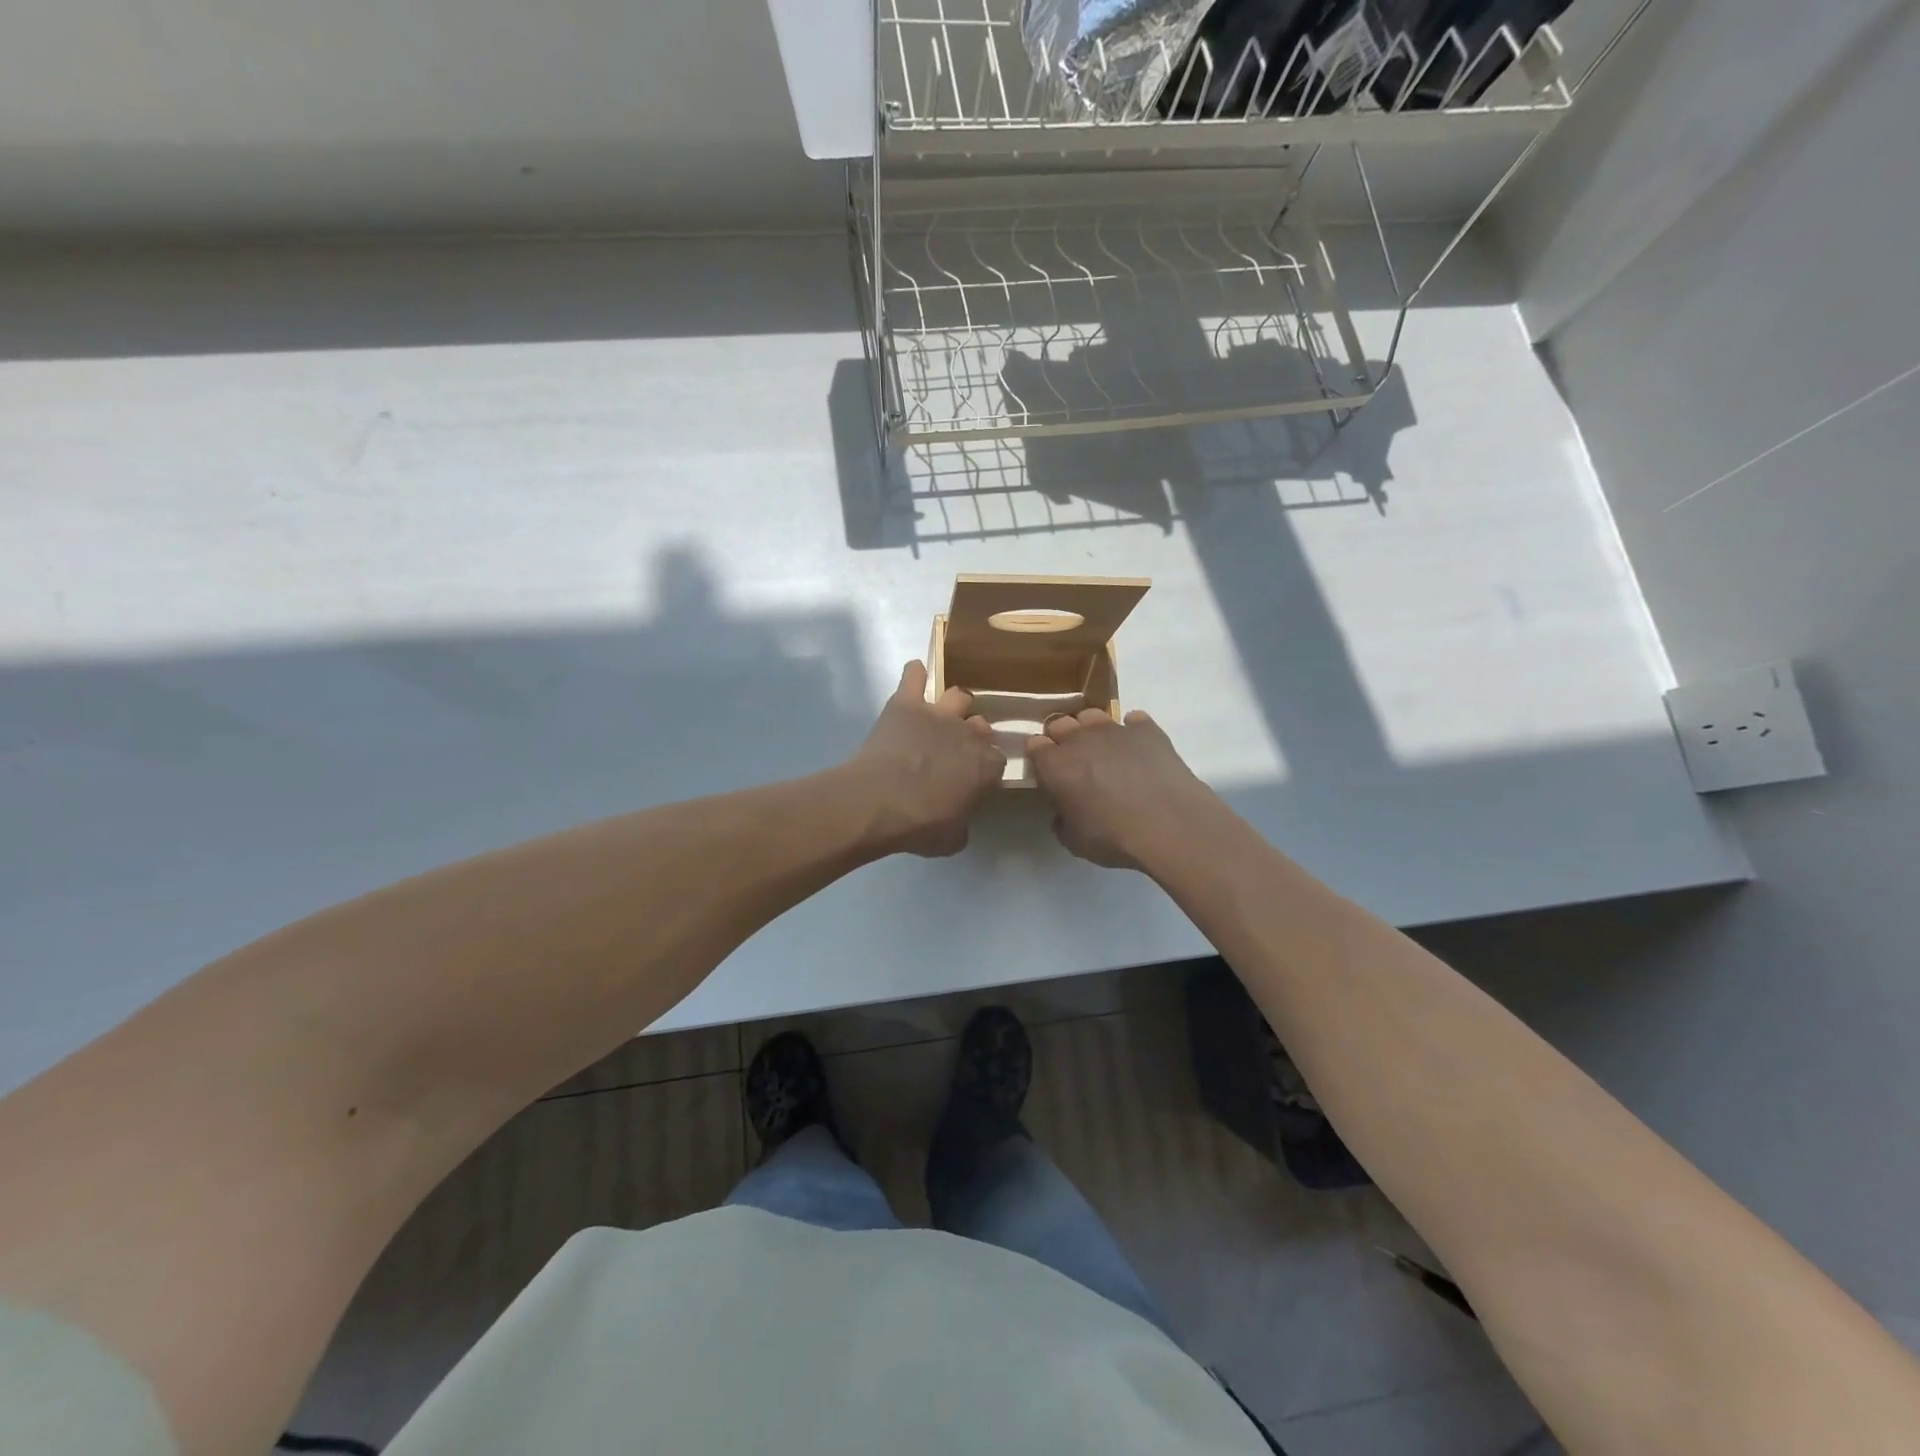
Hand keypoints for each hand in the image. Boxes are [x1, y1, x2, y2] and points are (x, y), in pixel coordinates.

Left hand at [844, 661, 1005, 856]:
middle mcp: (969, 734)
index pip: (997, 761)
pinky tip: (915, 677)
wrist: (877, 803)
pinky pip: (915, 675)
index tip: (972, 779)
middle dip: (972, 735)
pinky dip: (915, 674)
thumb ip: (963, 826)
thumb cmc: (918, 825)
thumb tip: (960, 823)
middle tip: (954, 750)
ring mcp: (938, 714)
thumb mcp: (951, 840)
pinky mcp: (906, 703)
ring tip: (940, 716)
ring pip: (958, 695)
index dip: (984, 769)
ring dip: (953, 705)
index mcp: (987, 766)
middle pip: (981, 725)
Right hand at [1025, 708, 1216, 870]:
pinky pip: (1133, 720)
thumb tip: (1063, 813)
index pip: (1035, 745)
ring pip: (1092, 716)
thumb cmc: (1113, 836)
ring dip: (1092, 730)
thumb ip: (1062, 822)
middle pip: (1060, 723)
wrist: (1169, 825)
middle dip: (1062, 738)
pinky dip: (1132, 732)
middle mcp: (1080, 738)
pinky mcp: (1147, 729)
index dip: (1040, 758)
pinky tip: (1139, 750)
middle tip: (1075, 762)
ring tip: (1105, 752)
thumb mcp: (1074, 841)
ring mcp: (1114, 729)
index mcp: (1055, 764)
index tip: (1048, 773)